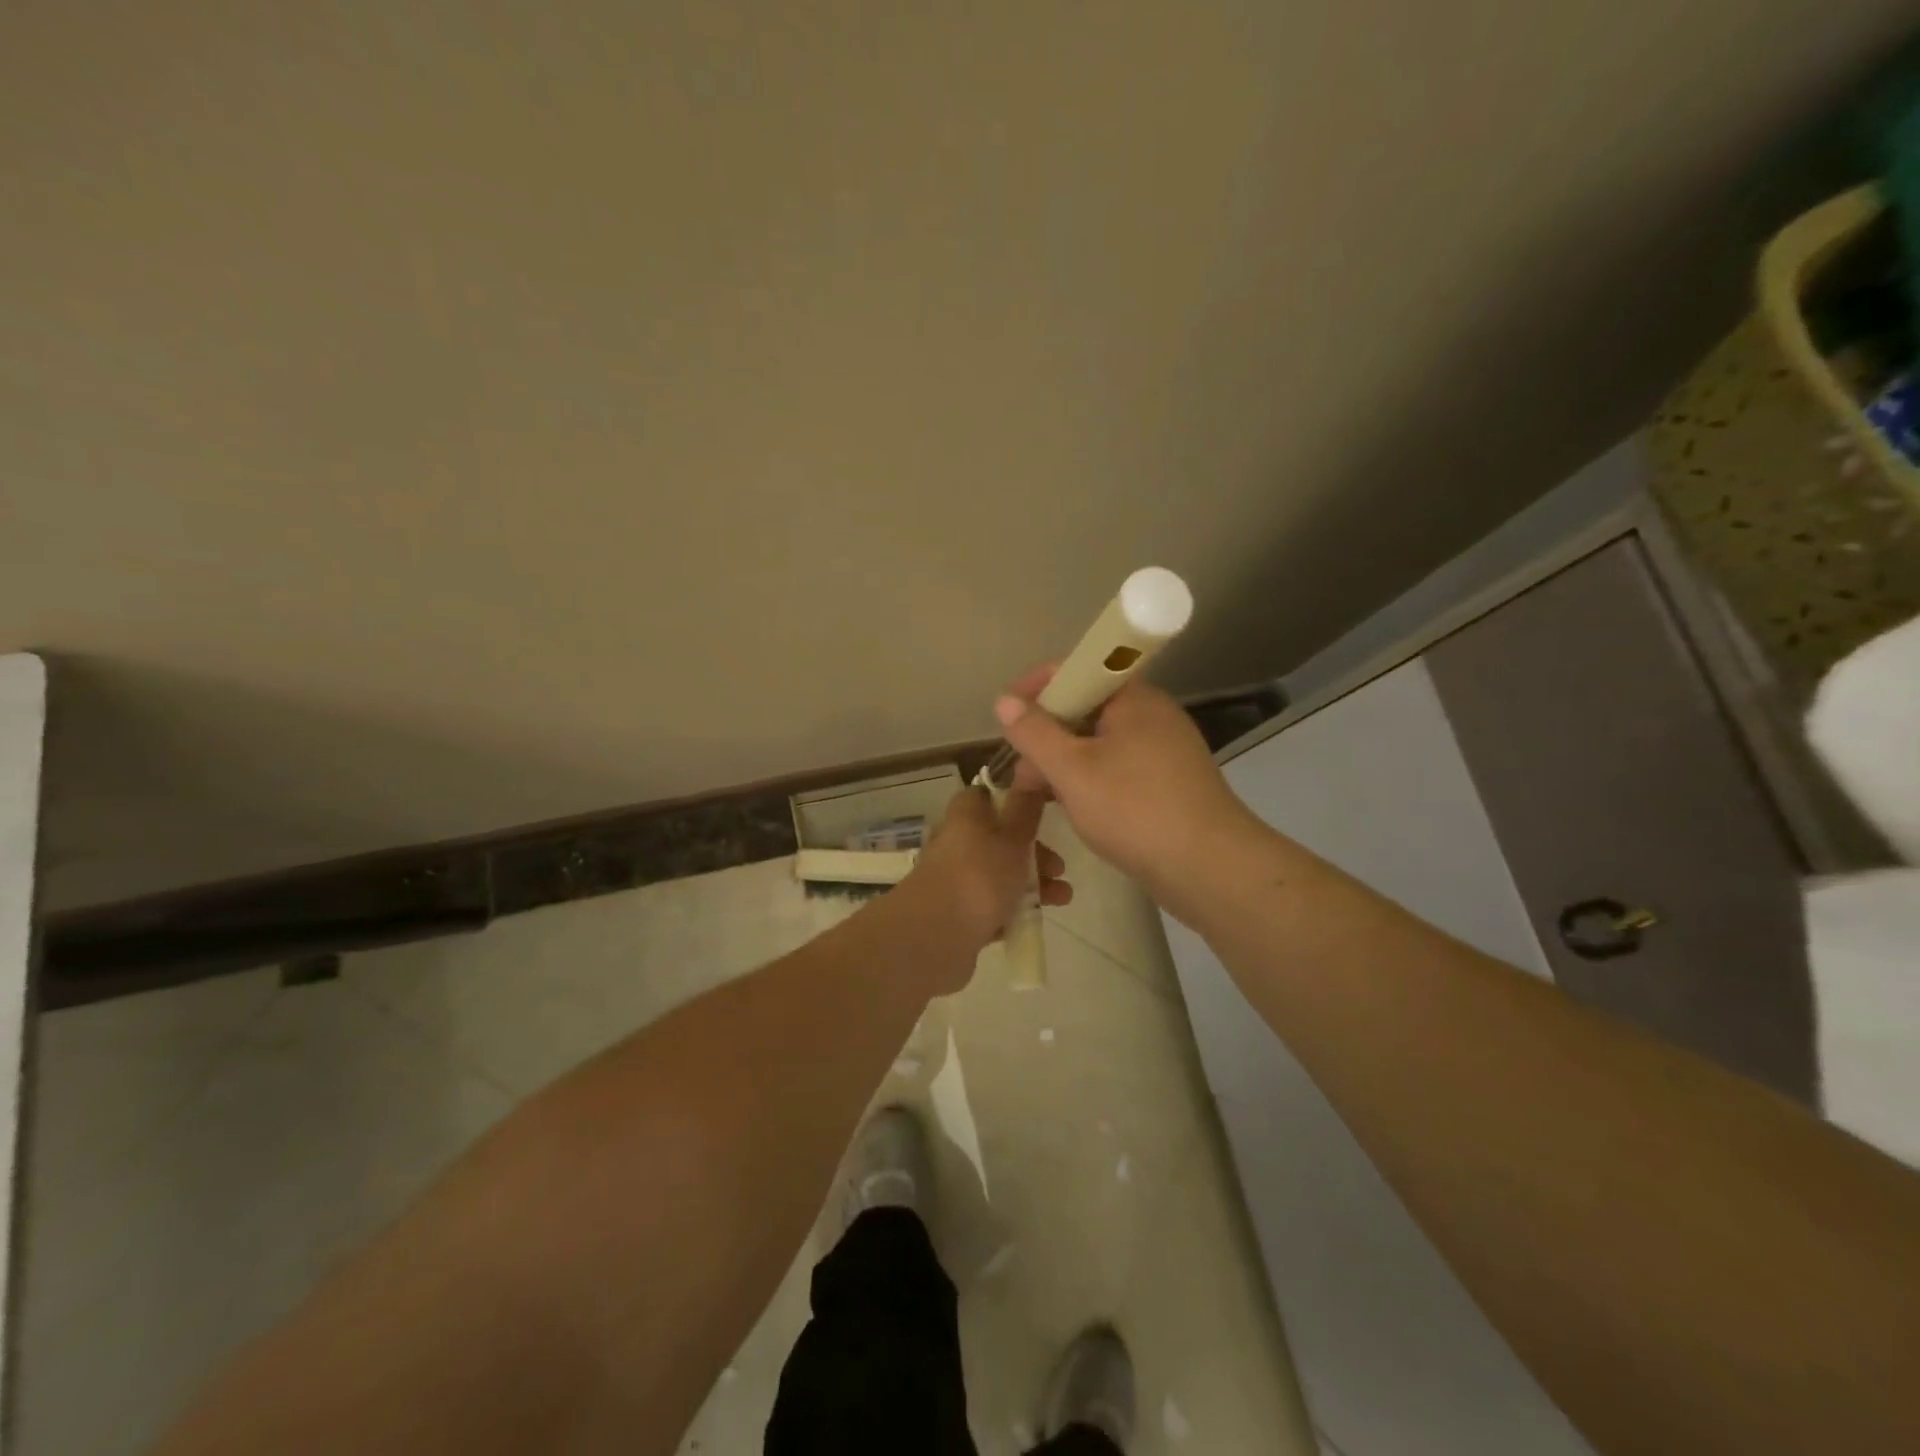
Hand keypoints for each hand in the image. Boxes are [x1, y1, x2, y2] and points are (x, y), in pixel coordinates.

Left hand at [909, 785, 1071, 955]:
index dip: (1014, 800)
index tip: (1042, 812)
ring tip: (1062, 898)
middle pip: (1000, 839)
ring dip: (1033, 883)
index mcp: (966, 816)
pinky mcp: (959, 914)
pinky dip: (1014, 910)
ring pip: (1000, 874)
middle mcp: (958, 843)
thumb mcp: (1012, 838)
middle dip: (1034, 852)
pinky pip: (992, 906)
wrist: (935, 936)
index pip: (986, 796)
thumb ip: (1025, 811)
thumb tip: (1029, 777)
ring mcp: (956, 880)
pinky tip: (1035, 919)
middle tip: (1059, 867)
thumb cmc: (979, 876)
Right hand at [993, 666, 1255, 898]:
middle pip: (1088, 708)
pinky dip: (1091, 779)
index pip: (1078, 670)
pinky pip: (1119, 768)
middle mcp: (1153, 715)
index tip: (1007, 713)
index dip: (1037, 686)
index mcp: (1134, 699)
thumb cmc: (1135, 809)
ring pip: (1102, 743)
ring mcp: (1166, 751)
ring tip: (1037, 793)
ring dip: (1066, 761)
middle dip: (1048, 732)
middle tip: (1020, 766)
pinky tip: (1074, 807)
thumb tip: (1005, 700)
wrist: (1210, 868)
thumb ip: (1034, 733)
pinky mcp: (1170, 783)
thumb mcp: (1072, 770)